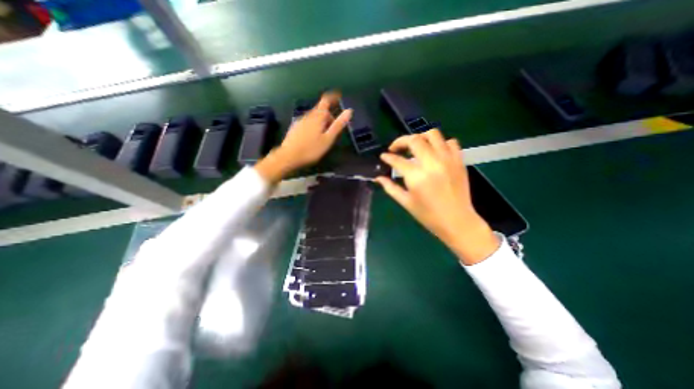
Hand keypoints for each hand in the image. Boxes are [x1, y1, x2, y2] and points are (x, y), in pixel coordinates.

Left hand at [254, 92, 352, 183]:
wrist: (289, 157)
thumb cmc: (311, 149)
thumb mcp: (328, 139)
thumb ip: (338, 125)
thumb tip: (349, 111)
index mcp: (317, 116)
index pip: (326, 100)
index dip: (333, 97)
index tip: (339, 97)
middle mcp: (308, 115)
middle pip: (320, 110)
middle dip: (329, 115)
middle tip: (334, 128)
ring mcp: (300, 121)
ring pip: (314, 116)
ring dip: (321, 121)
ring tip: (325, 135)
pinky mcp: (294, 128)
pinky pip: (307, 122)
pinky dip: (314, 125)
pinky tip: (314, 137)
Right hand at [375, 129, 498, 264]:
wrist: (457, 221)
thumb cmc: (428, 215)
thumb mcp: (406, 202)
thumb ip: (390, 187)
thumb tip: (378, 178)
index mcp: (416, 177)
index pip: (397, 160)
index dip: (388, 157)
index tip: (383, 156)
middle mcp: (432, 163)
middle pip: (414, 140)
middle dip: (400, 141)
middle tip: (396, 149)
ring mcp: (447, 160)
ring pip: (433, 134)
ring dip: (420, 137)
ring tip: (415, 147)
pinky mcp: (459, 161)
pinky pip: (450, 142)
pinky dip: (440, 143)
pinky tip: (434, 152)